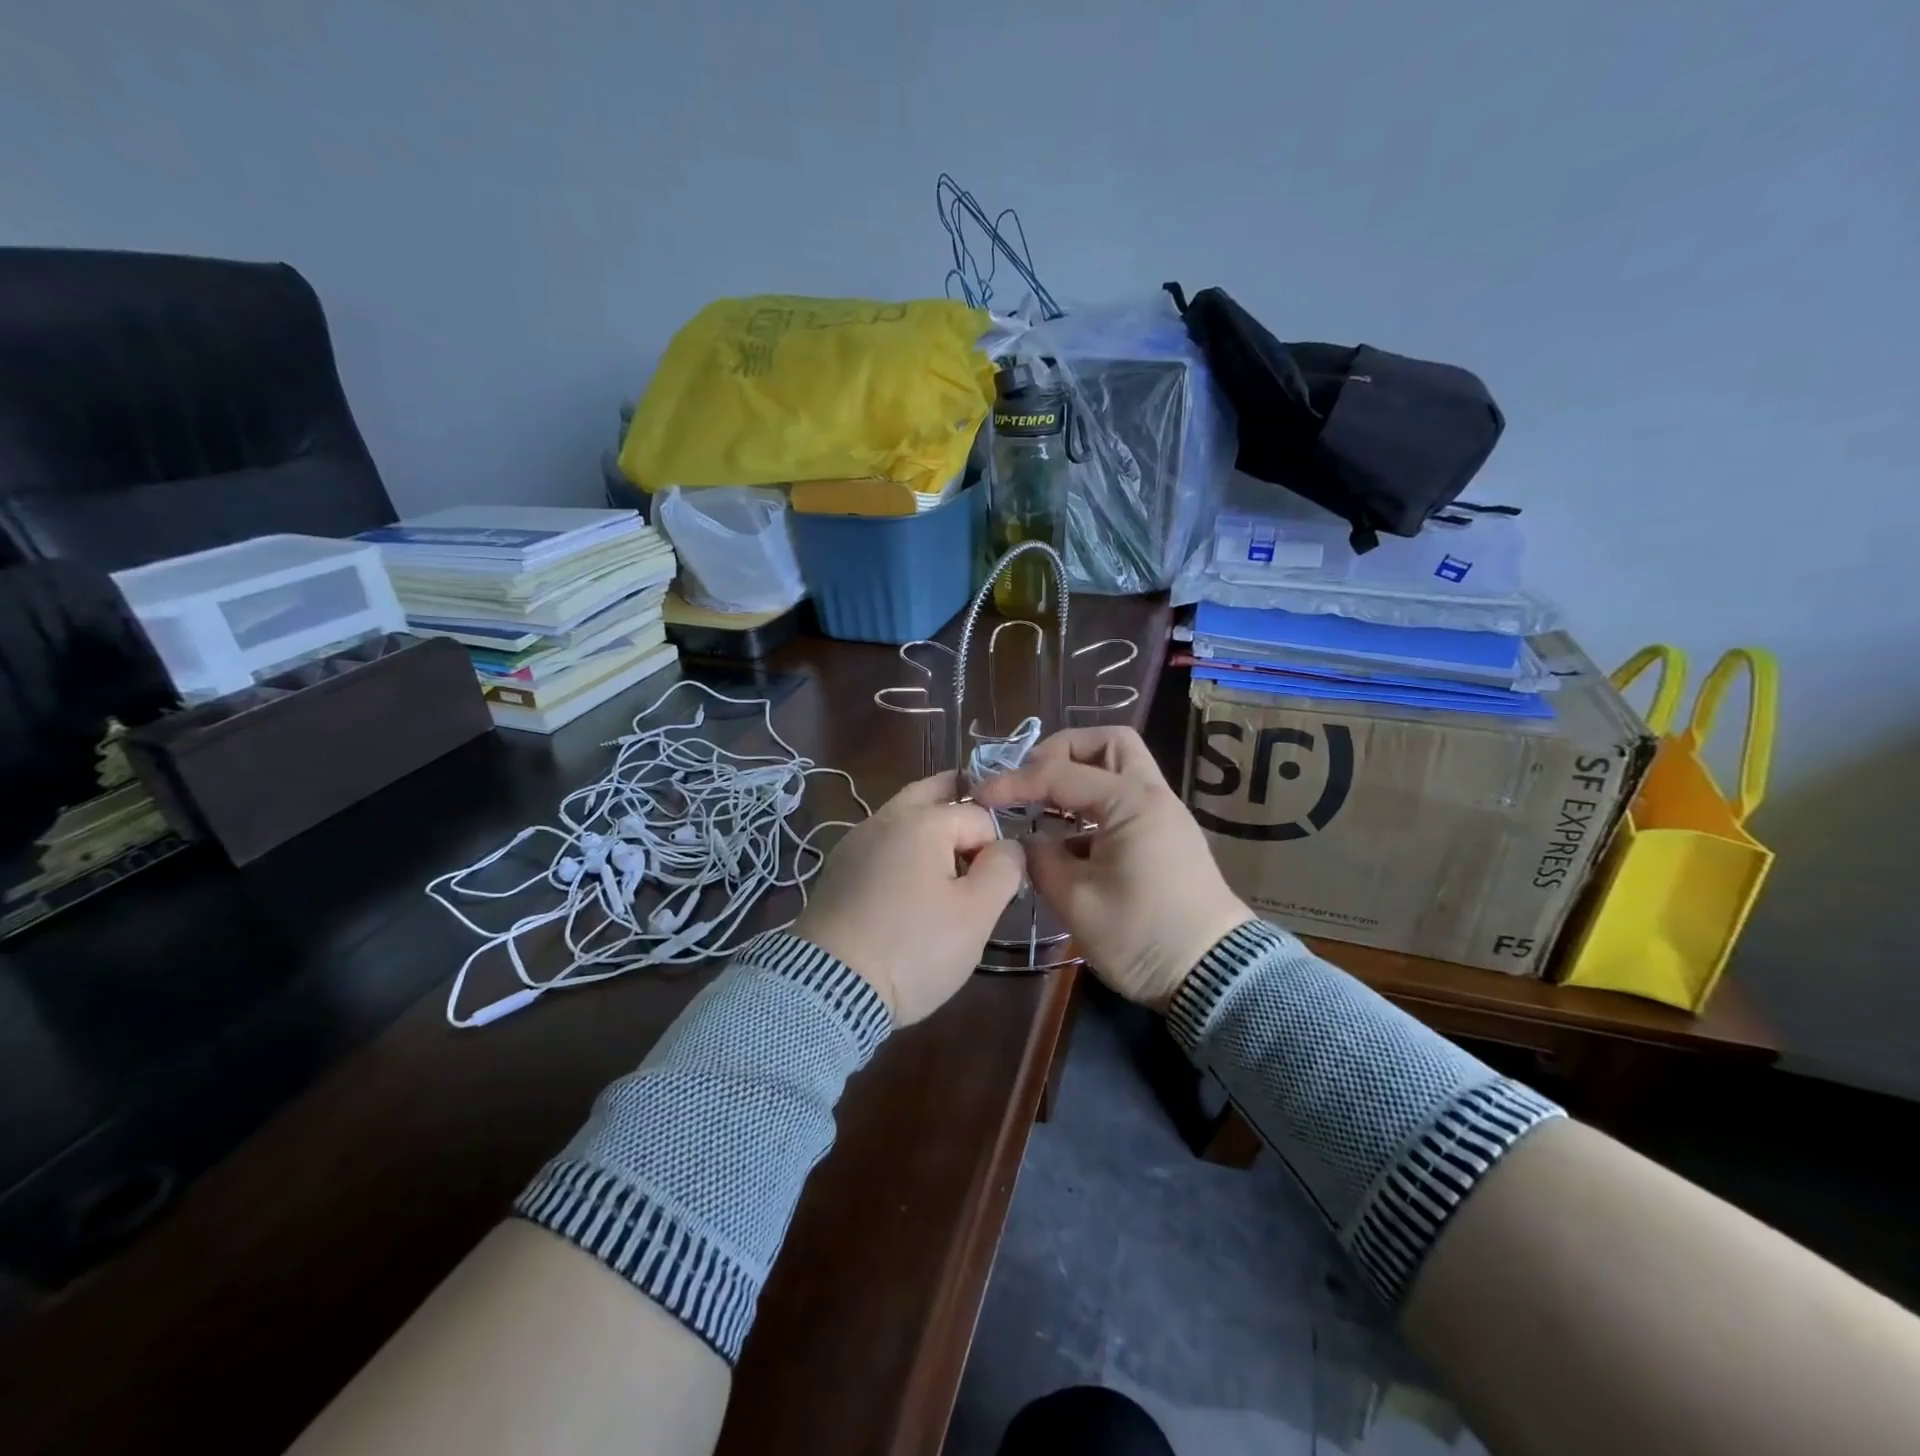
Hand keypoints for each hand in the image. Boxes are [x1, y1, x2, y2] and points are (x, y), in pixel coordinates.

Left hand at [792, 771, 1024, 1025]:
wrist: (830, 987)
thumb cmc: (914, 947)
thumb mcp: (976, 914)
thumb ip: (1004, 868)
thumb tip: (1008, 847)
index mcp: (924, 821)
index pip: (979, 817)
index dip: (996, 847)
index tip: (997, 884)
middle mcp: (886, 819)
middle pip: (931, 793)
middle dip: (959, 801)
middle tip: (979, 829)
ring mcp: (855, 842)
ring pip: (902, 817)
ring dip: (928, 825)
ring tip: (949, 858)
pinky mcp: (838, 870)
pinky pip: (881, 844)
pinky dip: (901, 849)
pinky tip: (908, 880)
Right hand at [974, 727, 1250, 1010]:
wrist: (1213, 976)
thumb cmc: (1142, 936)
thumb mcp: (1077, 901)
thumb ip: (1041, 859)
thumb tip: (1026, 840)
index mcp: (1130, 802)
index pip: (1060, 773)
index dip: (1015, 781)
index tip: (981, 795)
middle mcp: (1151, 795)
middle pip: (1107, 744)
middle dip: (1062, 752)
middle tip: (1031, 780)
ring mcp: (1163, 815)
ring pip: (1120, 768)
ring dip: (1079, 775)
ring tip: (1042, 805)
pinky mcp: (1164, 837)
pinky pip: (1124, 799)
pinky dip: (1093, 803)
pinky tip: (1066, 837)